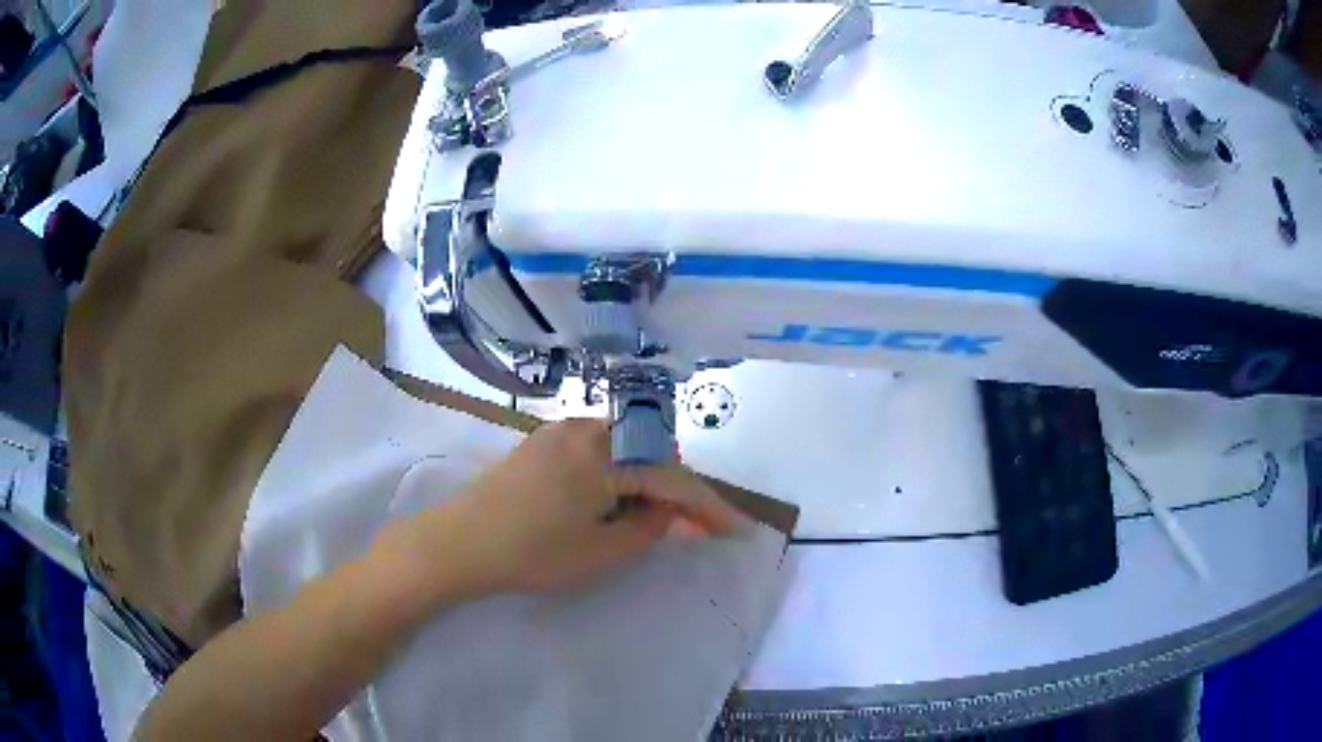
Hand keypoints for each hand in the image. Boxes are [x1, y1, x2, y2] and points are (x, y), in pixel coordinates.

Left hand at [384, 418, 745, 601]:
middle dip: (676, 487)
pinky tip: (614, 499)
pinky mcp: (541, 442)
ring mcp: (560, 431)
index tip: (734, 530)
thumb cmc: (532, 552)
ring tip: (653, 516)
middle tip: (690, 524)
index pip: (672, 478)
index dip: (707, 506)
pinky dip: (617, 472)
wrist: (459, 542)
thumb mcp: (601, 552)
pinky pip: (597, 449)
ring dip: (646, 478)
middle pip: (651, 452)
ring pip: (624, 448)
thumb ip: (648, 528)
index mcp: (605, 453)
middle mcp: (586, 429)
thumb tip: (668, 510)